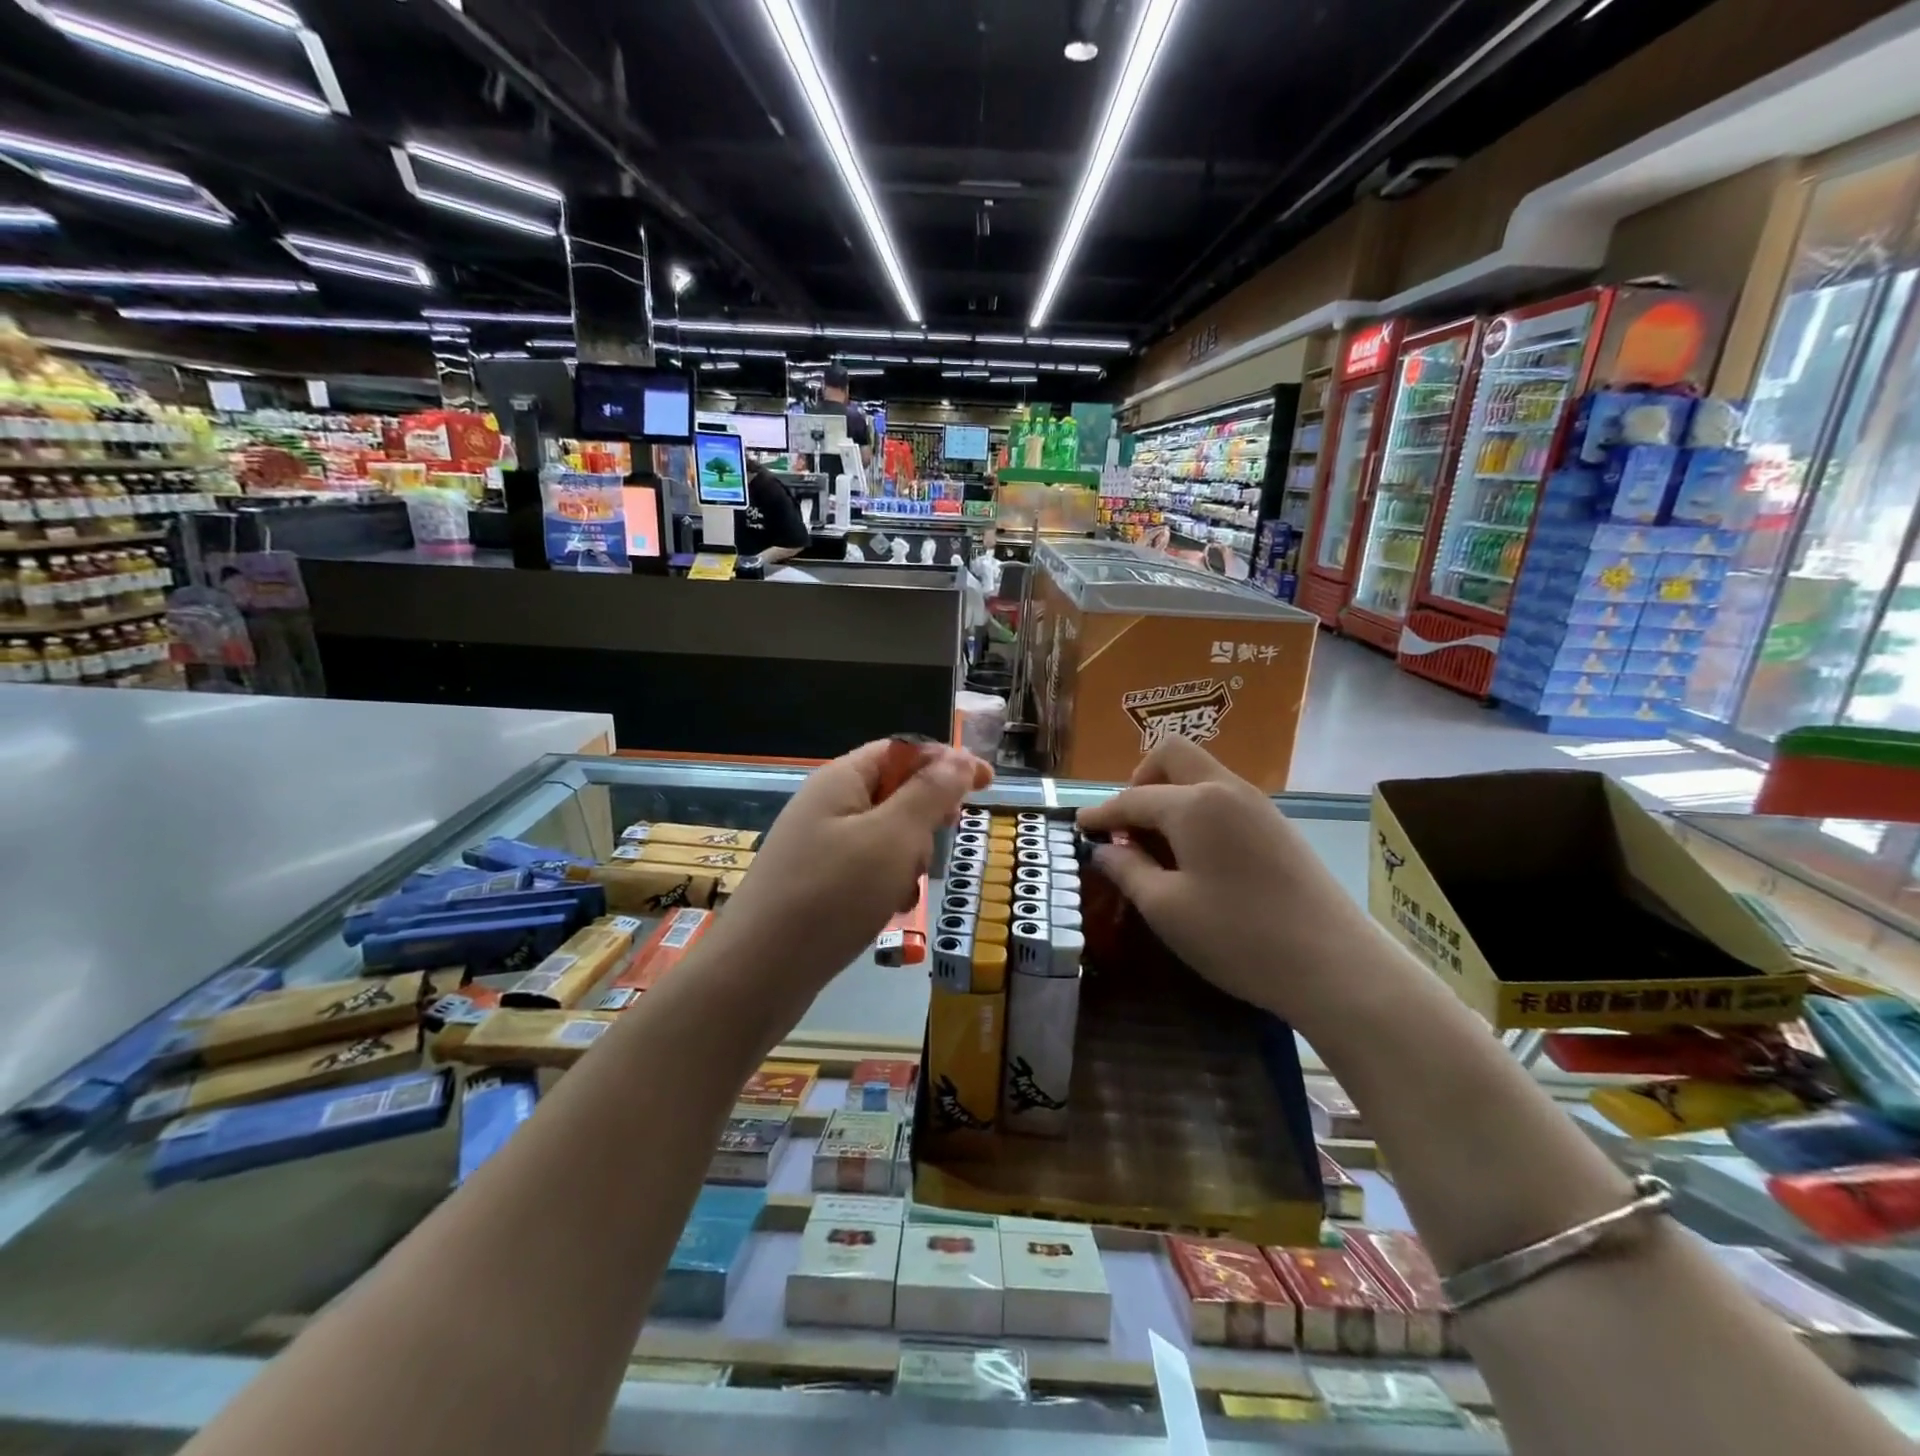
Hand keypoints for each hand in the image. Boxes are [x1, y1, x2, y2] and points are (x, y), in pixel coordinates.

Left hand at [719, 740, 991, 1001]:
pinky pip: (864, 869)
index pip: (902, 751)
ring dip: (907, 857)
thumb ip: (930, 794)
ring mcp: (817, 846)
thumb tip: (961, 759)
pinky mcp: (815, 884)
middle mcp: (826, 805)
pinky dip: (885, 883)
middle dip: (925, 817)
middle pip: (894, 791)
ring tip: (904, 888)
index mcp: (841, 779)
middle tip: (945, 838)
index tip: (988, 783)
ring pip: (884, 836)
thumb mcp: (893, 838)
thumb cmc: (832, 895)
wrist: (757, 975)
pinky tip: (886, 910)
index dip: (946, 761)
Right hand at [1076, 736, 1374, 1025]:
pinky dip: (1198, 810)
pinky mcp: (1279, 827)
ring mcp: (1258, 806)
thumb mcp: (1167, 909)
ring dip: (1170, 795)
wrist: (1336, 966)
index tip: (1079, 826)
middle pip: (1173, 755)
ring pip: (1202, 775)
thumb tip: (1106, 849)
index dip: (1101, 813)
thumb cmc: (1238, 936)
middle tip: (1128, 824)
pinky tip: (1196, 855)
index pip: (1133, 798)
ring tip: (1157, 845)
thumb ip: (1128, 870)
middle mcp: (1226, 790)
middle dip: (1140, 780)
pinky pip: (1224, 798)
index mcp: (1194, 805)